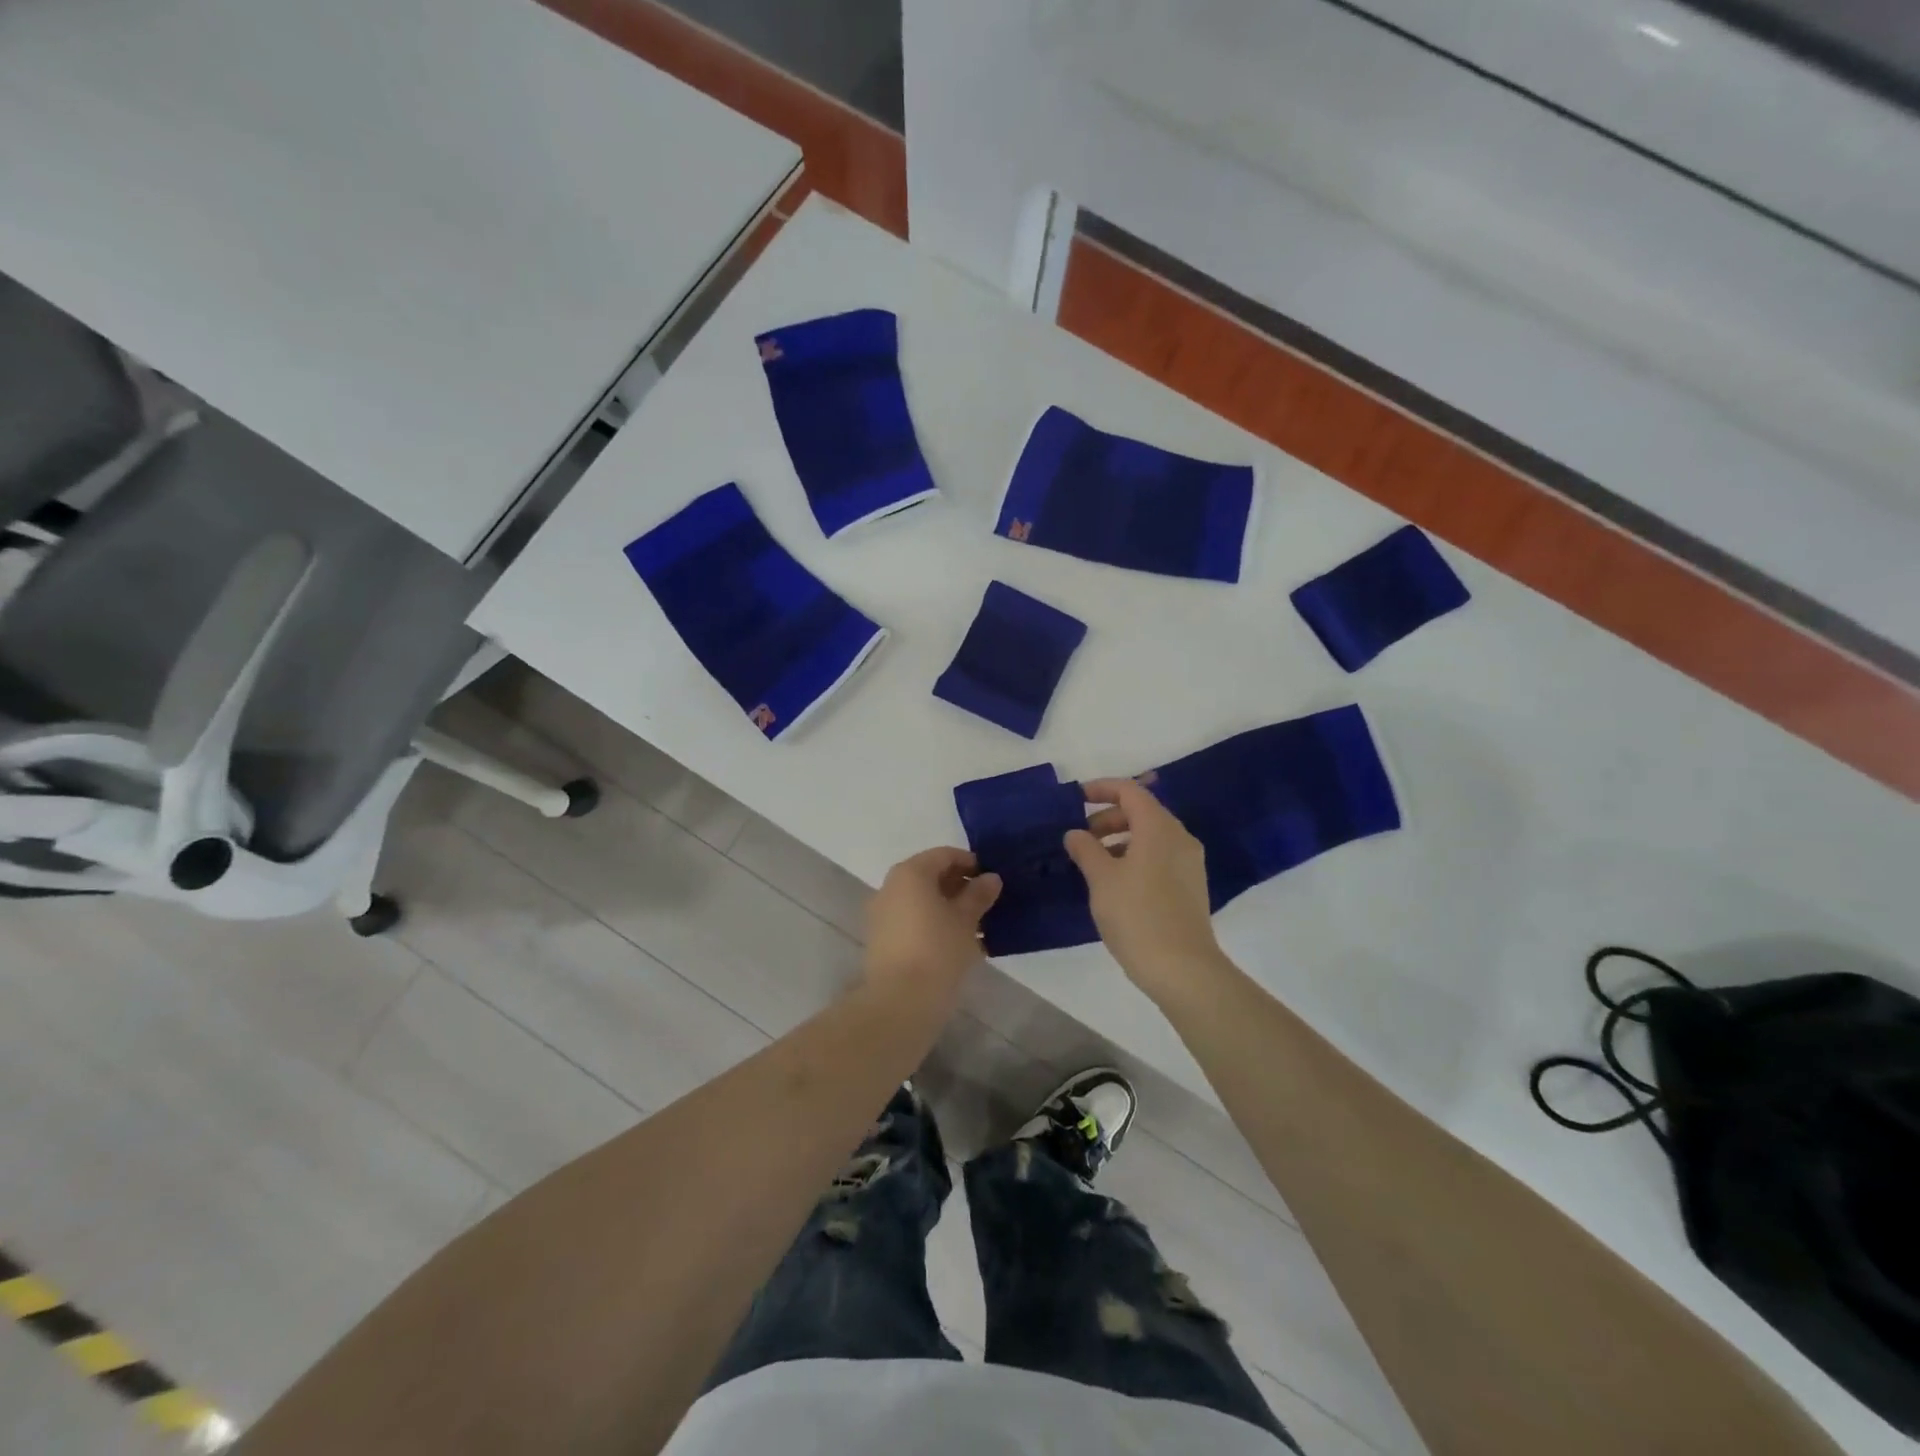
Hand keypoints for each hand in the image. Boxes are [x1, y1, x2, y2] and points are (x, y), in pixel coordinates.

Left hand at [862, 847, 1001, 1001]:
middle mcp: (891, 886)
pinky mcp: (881, 939)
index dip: (970, 863)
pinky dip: (932, 922)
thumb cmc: (938, 950)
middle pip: (929, 876)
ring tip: (975, 924)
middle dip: (958, 885)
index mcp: (910, 873)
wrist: (900, 1001)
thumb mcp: (966, 920)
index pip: (944, 855)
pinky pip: (911, 920)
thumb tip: (991, 878)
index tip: (990, 879)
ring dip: (946, 906)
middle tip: (985, 902)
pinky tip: (955, 942)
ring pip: (920, 900)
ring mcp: (882, 913)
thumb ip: (978, 895)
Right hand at [1065, 778, 1225, 1001]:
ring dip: (1120, 839)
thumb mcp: (1102, 879)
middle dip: (1108, 818)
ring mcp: (1189, 863)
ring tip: (1093, 862)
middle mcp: (1180, 837)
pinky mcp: (1191, 886)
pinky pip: (1159, 856)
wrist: (1182, 969)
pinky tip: (1115, 882)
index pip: (1130, 791)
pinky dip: (1135, 856)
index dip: (1101, 788)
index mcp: (1159, 827)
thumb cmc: (1137, 915)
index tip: (1076, 799)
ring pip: (1151, 836)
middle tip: (1080, 838)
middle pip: (1142, 812)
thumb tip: (1075, 833)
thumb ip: (1086, 849)